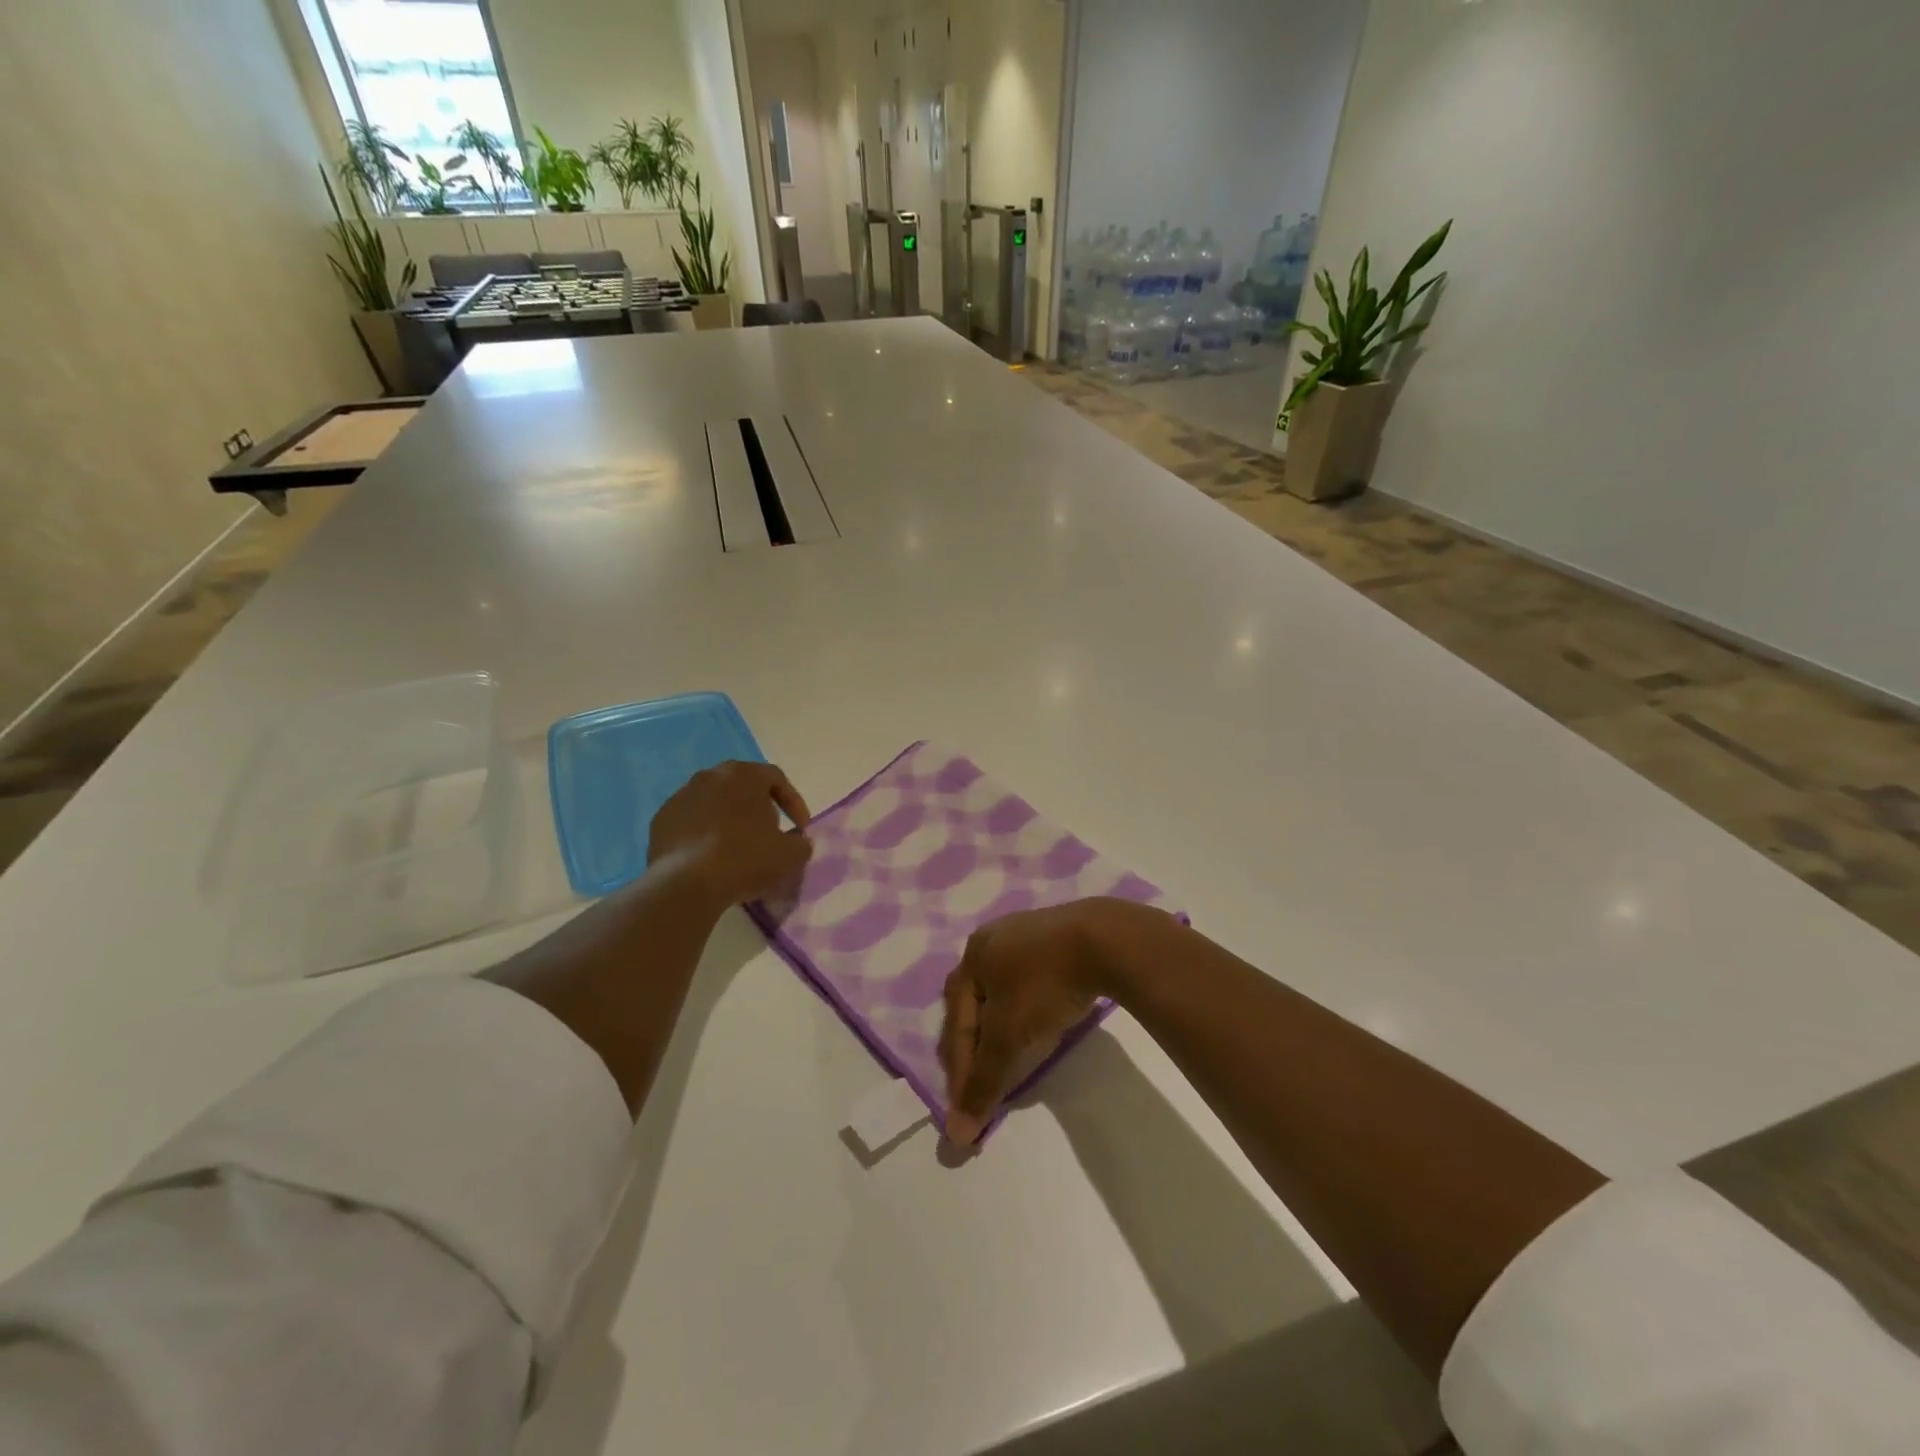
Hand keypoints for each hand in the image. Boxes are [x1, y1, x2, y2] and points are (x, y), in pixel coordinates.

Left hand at [648, 761, 812, 907]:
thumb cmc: (745, 859)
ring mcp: (681, 796)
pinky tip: (710, 858)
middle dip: (759, 807)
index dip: (793, 802)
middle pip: (742, 786)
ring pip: (714, 803)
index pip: (776, 778)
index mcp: (744, 774)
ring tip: (738, 848)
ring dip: (729, 820)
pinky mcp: (661, 820)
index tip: (800, 828)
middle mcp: (710, 775)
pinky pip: (691, 822)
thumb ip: (801, 843)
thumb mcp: (790, 855)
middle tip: (769, 833)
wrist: (686, 884)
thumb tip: (797, 841)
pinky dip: (704, 834)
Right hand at [938, 899, 1161, 1145]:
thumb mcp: (1009, 1036)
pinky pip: (1029, 981)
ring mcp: (1026, 933)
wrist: (1105, 940)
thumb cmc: (1044, 984)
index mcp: (973, 955)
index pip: (956, 1021)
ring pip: (1002, 991)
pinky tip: (1036, 1023)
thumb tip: (957, 1134)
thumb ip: (983, 1082)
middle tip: (979, 1084)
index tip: (965, 1111)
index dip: (959, 1070)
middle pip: (974, 1003)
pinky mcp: (1058, 938)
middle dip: (974, 1045)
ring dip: (999, 1028)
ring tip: (1006, 1057)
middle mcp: (992, 939)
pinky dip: (1025, 1010)